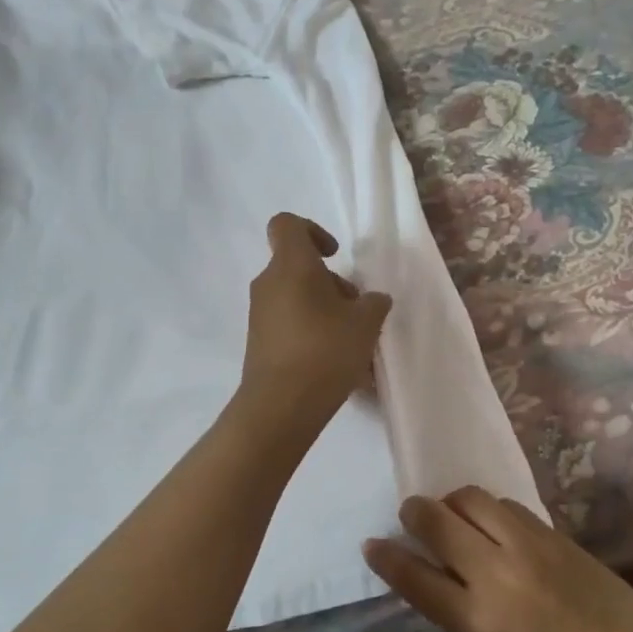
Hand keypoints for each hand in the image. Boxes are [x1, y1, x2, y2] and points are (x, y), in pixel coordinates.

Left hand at [237, 213, 392, 422]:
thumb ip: (373, 303)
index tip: (335, 255)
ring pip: (296, 298)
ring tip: (352, 343)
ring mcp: (260, 315)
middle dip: (331, 283)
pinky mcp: (259, 343)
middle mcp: (268, 284)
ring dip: (325, 310)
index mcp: (290, 265)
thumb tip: (372, 300)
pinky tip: (336, 362)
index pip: (287, 224)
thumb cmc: (324, 351)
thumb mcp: (365, 323)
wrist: (280, 406)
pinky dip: (311, 333)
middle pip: (299, 267)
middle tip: (357, 312)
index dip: (313, 231)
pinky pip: (290, 325)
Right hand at [364, 488, 632, 631]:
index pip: (415, 577)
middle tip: (412, 517)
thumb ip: (465, 620)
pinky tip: (493, 524)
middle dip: (415, 514)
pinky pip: (505, 505)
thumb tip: (440, 583)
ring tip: (454, 518)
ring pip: (470, 499)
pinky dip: (487, 509)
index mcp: (479, 622)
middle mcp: (496, 574)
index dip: (387, 558)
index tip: (372, 545)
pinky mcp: (553, 532)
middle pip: (436, 521)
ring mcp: (527, 546)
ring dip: (451, 504)